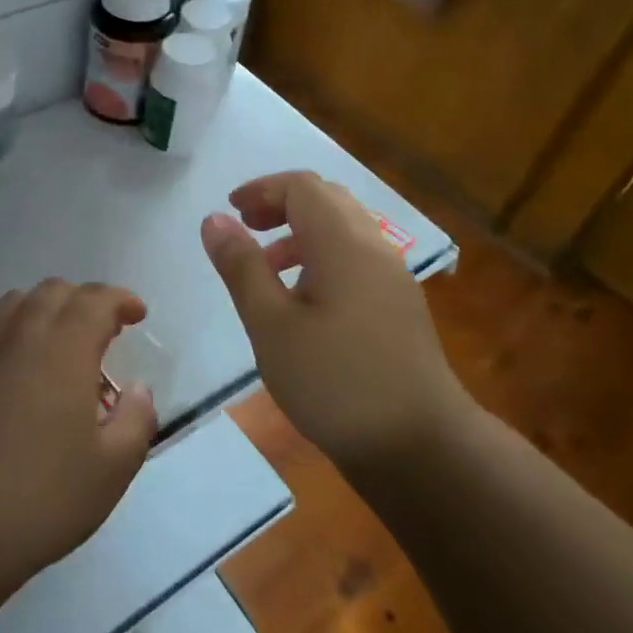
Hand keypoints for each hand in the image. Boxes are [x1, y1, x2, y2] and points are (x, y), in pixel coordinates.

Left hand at [0, 280, 158, 594]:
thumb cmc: (40, 499)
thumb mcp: (112, 470)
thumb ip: (136, 420)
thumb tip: (136, 389)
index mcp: (64, 349)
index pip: (96, 300)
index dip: (120, 300)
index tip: (136, 315)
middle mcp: (20, 334)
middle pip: (54, 291)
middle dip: (84, 301)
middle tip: (102, 333)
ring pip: (15, 302)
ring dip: (45, 309)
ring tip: (57, 343)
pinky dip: (9, 327)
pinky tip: (12, 362)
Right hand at [201, 171, 469, 472]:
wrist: (417, 445)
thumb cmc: (334, 381)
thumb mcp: (271, 325)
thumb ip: (242, 267)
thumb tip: (215, 220)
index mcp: (343, 243)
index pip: (302, 187)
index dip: (262, 189)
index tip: (230, 212)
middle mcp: (374, 247)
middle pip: (327, 200)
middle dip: (281, 204)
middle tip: (247, 229)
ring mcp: (392, 277)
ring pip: (344, 230)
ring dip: (301, 233)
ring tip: (268, 268)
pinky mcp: (399, 305)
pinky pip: (356, 258)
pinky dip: (323, 257)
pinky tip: (304, 301)